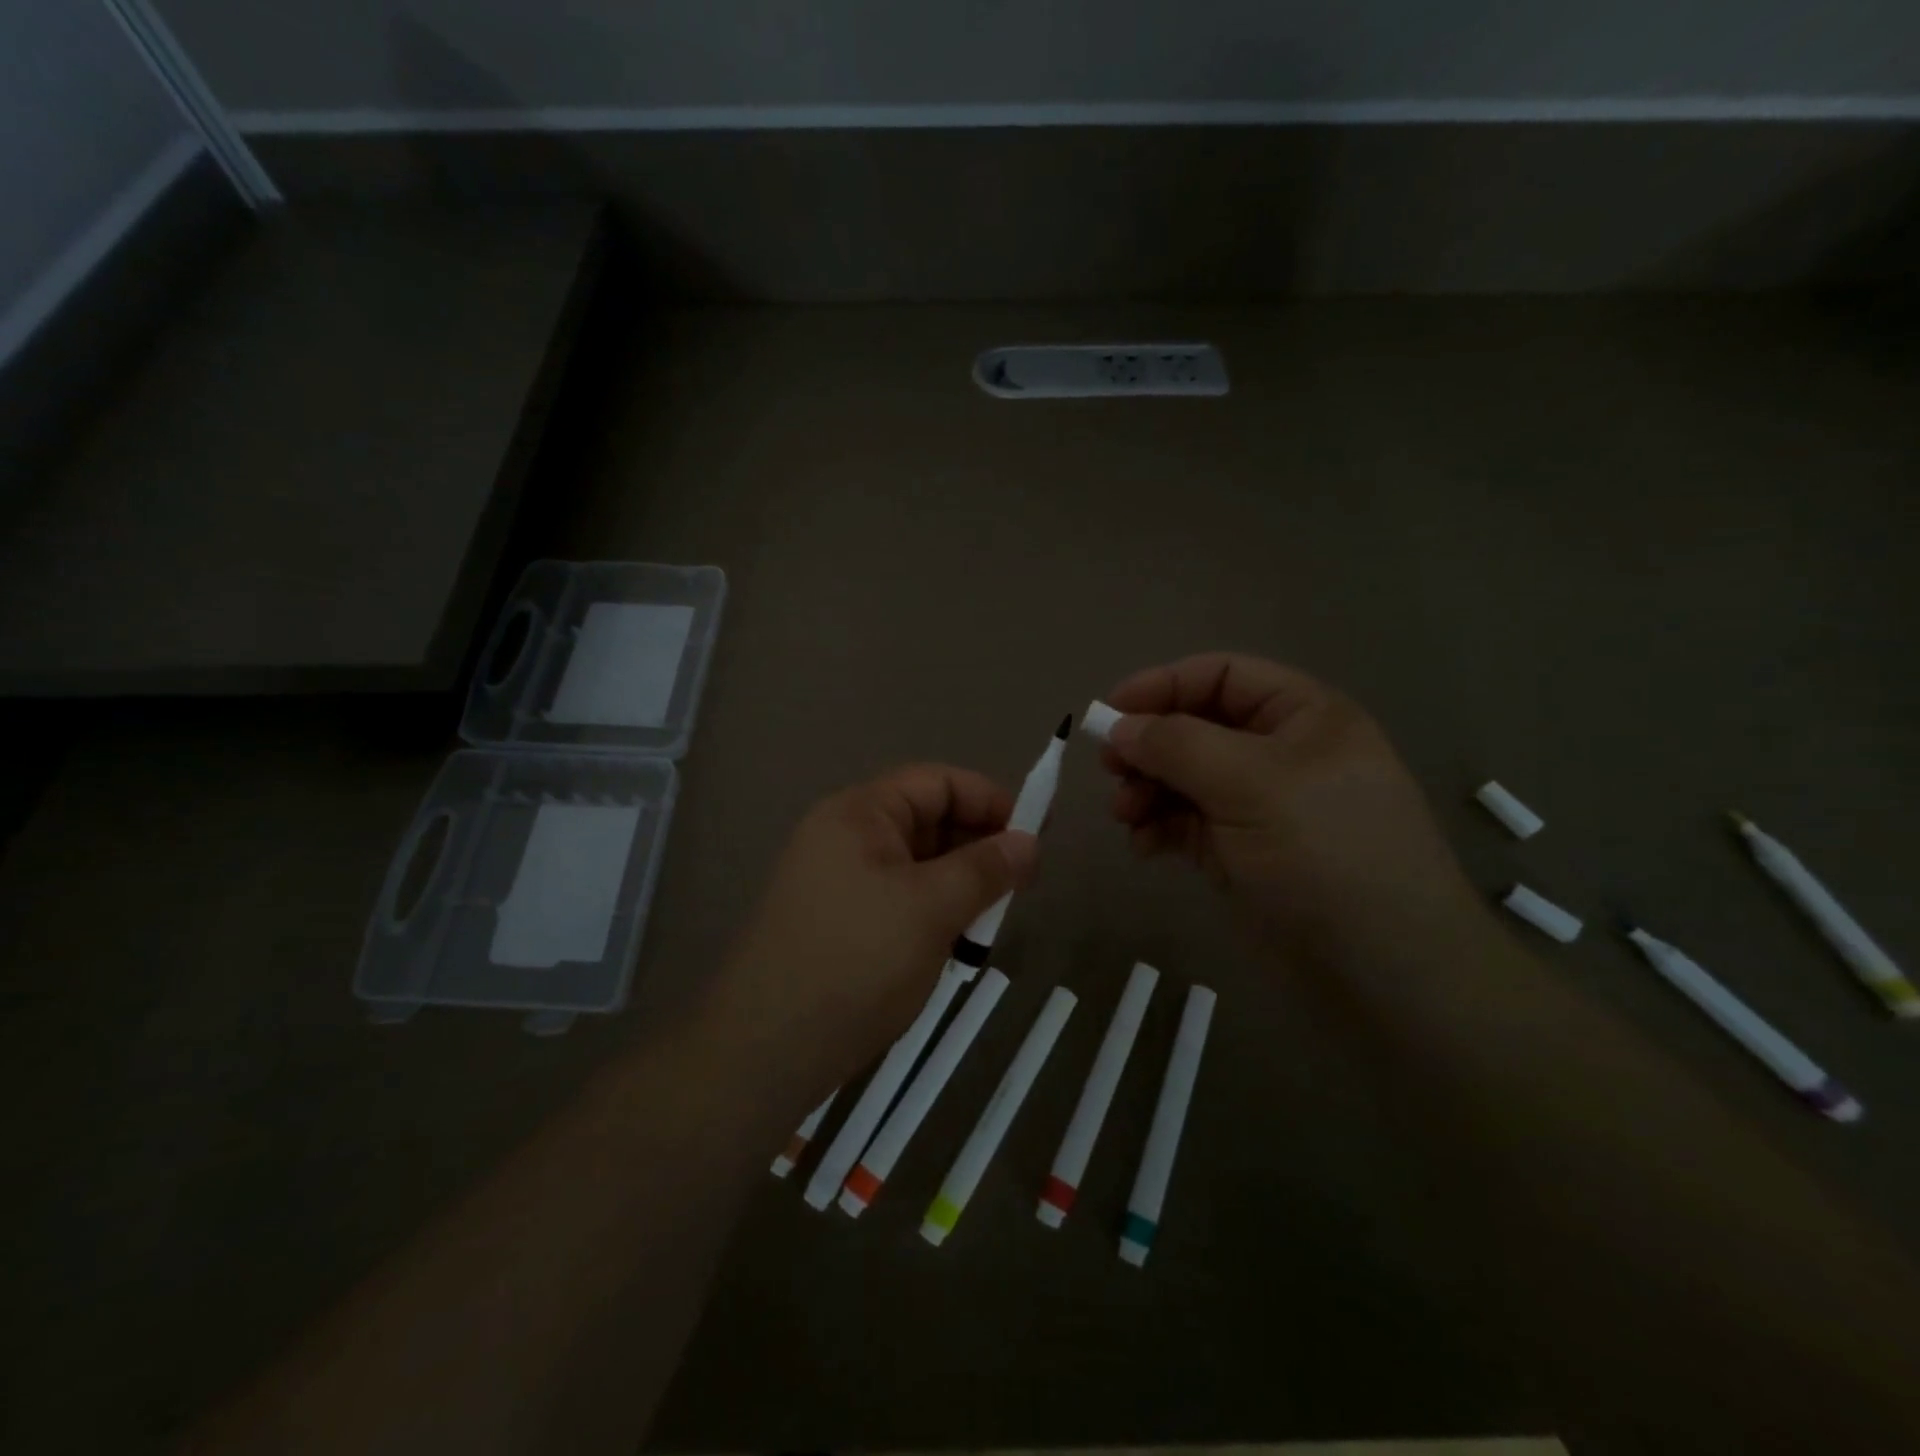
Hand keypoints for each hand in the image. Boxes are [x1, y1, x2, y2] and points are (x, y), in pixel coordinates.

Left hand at [708, 765, 1038, 1105]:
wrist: (766, 1049)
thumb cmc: (856, 961)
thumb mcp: (932, 908)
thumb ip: (986, 869)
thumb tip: (1029, 842)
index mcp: (860, 813)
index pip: (937, 782)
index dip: (990, 800)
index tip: (1035, 836)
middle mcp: (844, 836)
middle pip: (926, 820)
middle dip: (977, 846)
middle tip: (1020, 886)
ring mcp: (837, 881)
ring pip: (916, 865)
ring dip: (958, 884)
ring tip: (990, 921)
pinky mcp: (838, 921)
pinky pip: (898, 898)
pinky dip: (933, 911)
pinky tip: (955, 945)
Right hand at [1102, 652, 1483, 959]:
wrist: (1383, 970)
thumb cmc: (1326, 854)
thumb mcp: (1252, 783)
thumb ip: (1178, 745)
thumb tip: (1119, 726)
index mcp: (1301, 715)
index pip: (1222, 675)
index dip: (1163, 685)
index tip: (1110, 712)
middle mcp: (1280, 752)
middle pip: (1196, 726)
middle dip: (1149, 745)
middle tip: (1109, 769)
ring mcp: (1260, 804)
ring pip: (1185, 777)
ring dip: (1147, 790)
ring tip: (1124, 815)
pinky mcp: (1242, 850)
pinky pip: (1188, 822)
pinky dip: (1160, 828)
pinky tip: (1144, 846)